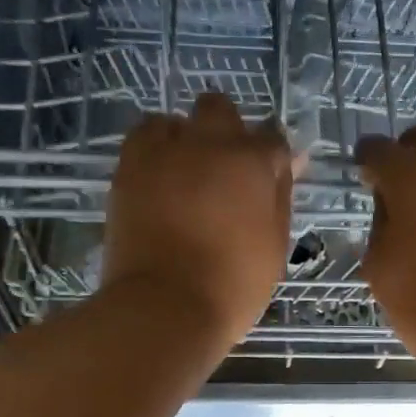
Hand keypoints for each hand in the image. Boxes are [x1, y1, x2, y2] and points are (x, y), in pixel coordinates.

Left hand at [102, 93, 293, 356]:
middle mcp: (210, 143)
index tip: (270, 180)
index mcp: (253, 163)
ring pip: (176, 121)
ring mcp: (165, 152)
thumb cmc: (233, 286)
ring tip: (184, 174)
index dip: (273, 158)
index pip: (273, 139)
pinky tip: (158, 177)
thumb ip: (280, 198)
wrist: (164, 306)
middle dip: (227, 132)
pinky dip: (153, 149)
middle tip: (225, 172)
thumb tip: (286, 166)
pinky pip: (142, 137)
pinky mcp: (129, 167)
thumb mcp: (274, 246)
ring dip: (185, 139)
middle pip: (221, 110)